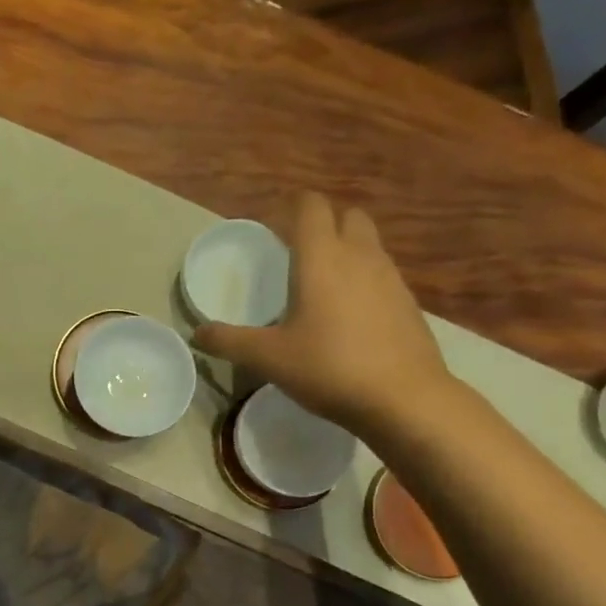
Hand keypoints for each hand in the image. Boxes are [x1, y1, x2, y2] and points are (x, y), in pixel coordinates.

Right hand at [194, 195, 449, 428]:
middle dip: (325, 224)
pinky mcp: (409, 303)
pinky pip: (382, 275)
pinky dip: (364, 281)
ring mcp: (390, 278)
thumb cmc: (329, 367)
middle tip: (299, 254)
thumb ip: (229, 341)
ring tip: (322, 286)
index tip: (275, 226)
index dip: (293, 207)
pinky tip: (350, 317)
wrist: (404, 398)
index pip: (311, 206)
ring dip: (347, 251)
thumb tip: (197, 334)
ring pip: (369, 245)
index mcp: (321, 258)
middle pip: (347, 216)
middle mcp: (360, 256)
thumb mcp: (268, 358)